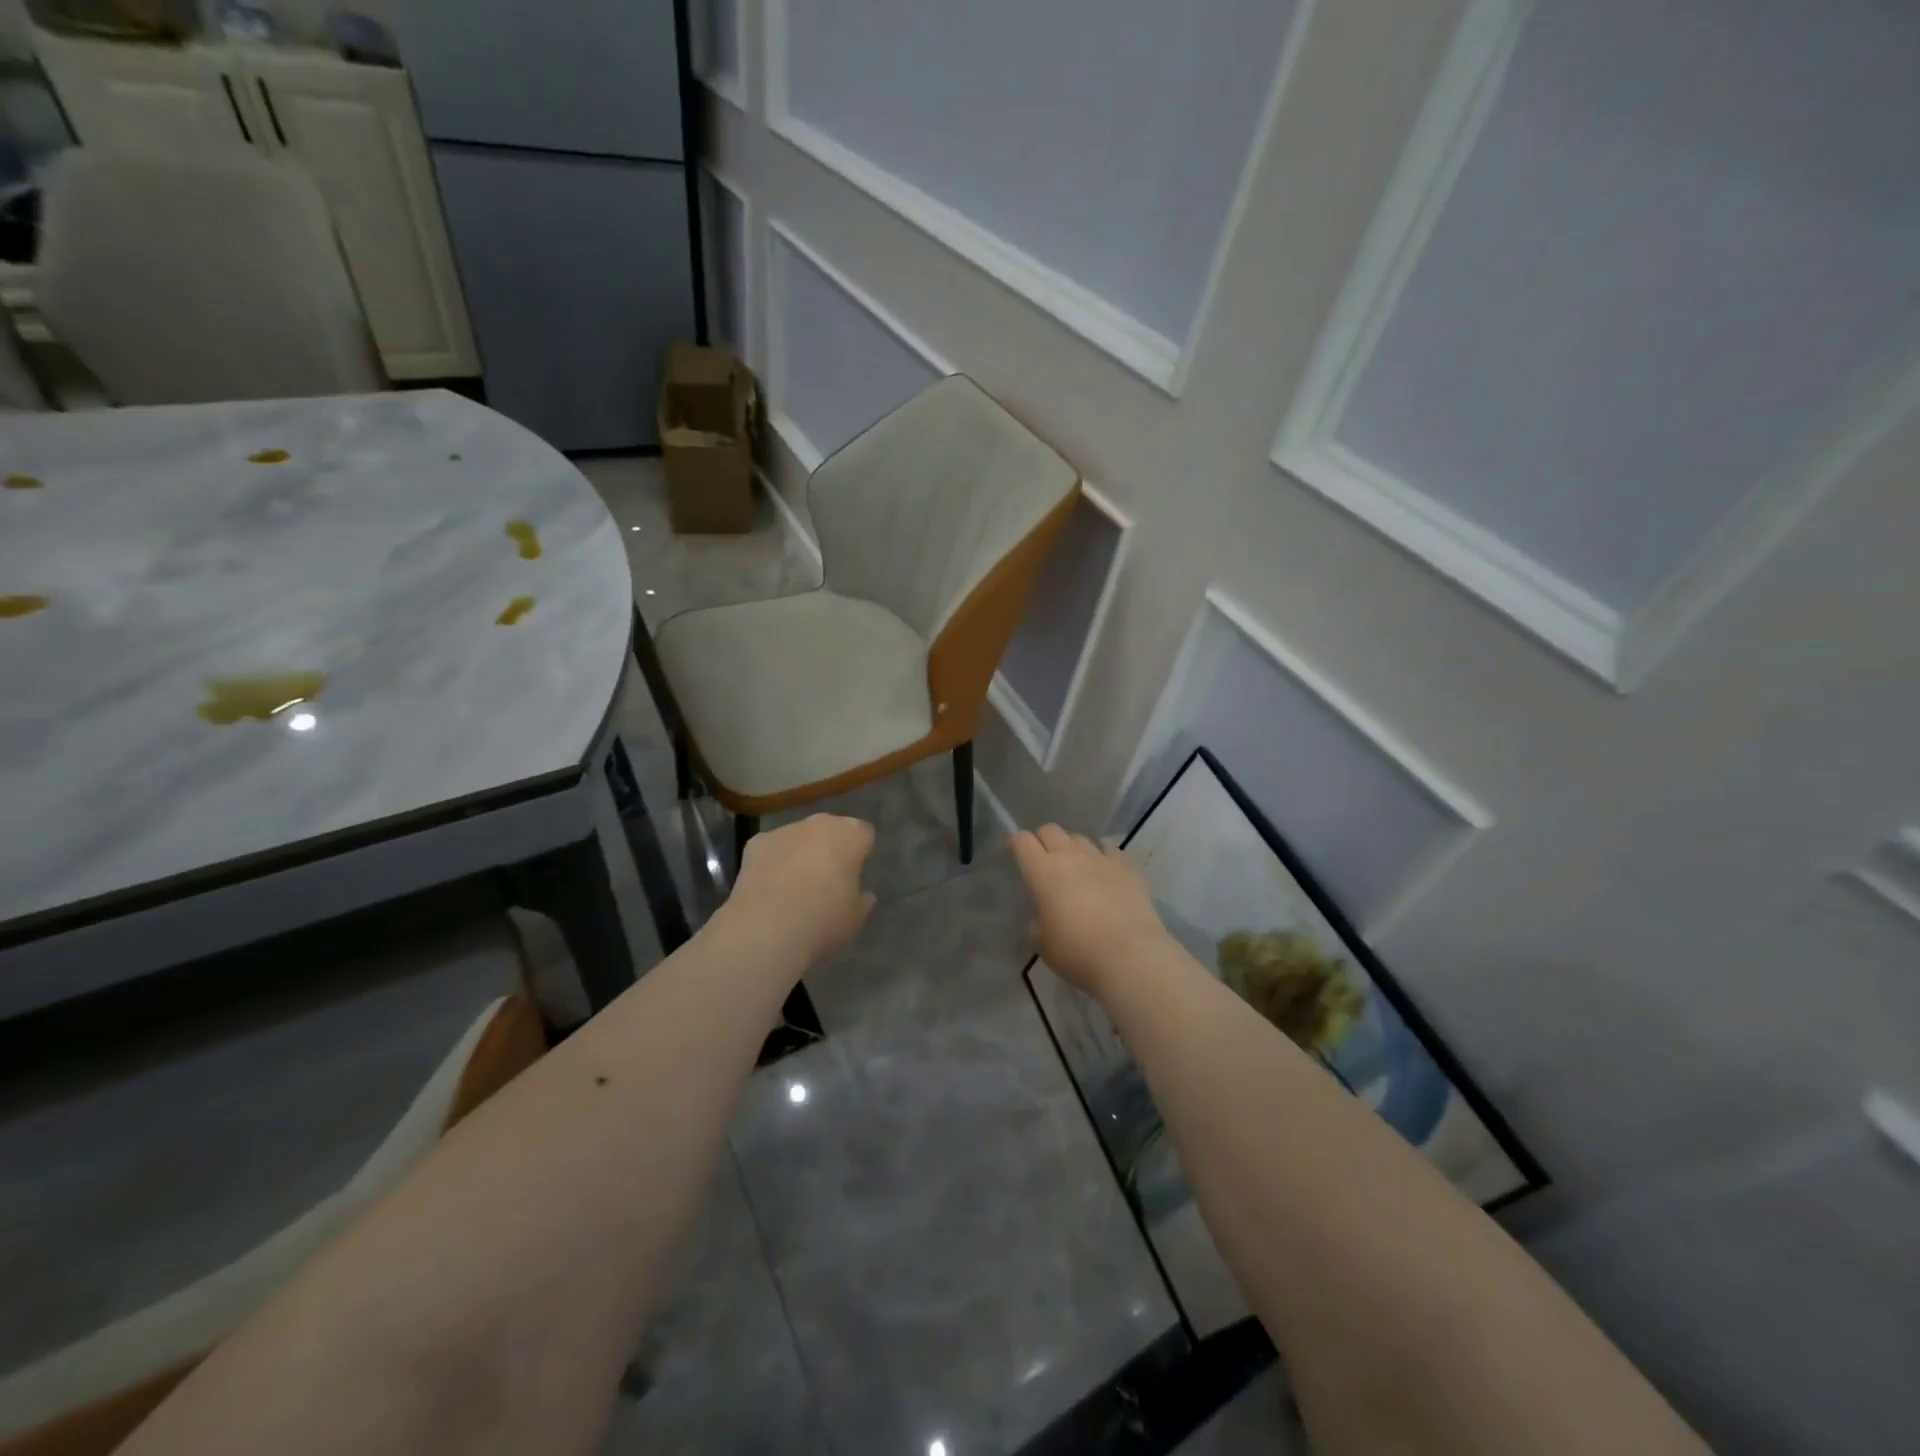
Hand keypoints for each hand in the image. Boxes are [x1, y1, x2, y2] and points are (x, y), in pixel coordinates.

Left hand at [723, 814, 876, 968]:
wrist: (768, 929)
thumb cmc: (824, 920)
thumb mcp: (855, 917)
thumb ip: (861, 899)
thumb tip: (863, 894)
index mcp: (851, 835)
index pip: (864, 834)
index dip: (860, 854)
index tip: (855, 875)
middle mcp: (820, 823)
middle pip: (831, 830)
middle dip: (830, 848)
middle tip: (827, 880)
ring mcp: (786, 830)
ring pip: (799, 837)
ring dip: (800, 853)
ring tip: (794, 887)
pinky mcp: (757, 842)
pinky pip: (772, 849)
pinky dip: (772, 862)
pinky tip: (769, 888)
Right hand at [1010, 825, 1172, 996]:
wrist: (1130, 956)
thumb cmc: (1078, 952)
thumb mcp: (1042, 944)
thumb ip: (1036, 924)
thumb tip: (1042, 919)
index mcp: (1043, 872)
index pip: (1022, 841)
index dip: (1014, 843)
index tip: (1012, 853)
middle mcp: (1070, 856)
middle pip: (1050, 830)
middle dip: (1042, 841)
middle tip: (1043, 861)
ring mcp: (1101, 859)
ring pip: (1080, 839)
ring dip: (1072, 849)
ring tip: (1076, 869)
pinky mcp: (1128, 867)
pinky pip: (1110, 852)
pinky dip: (1103, 859)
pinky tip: (1105, 874)